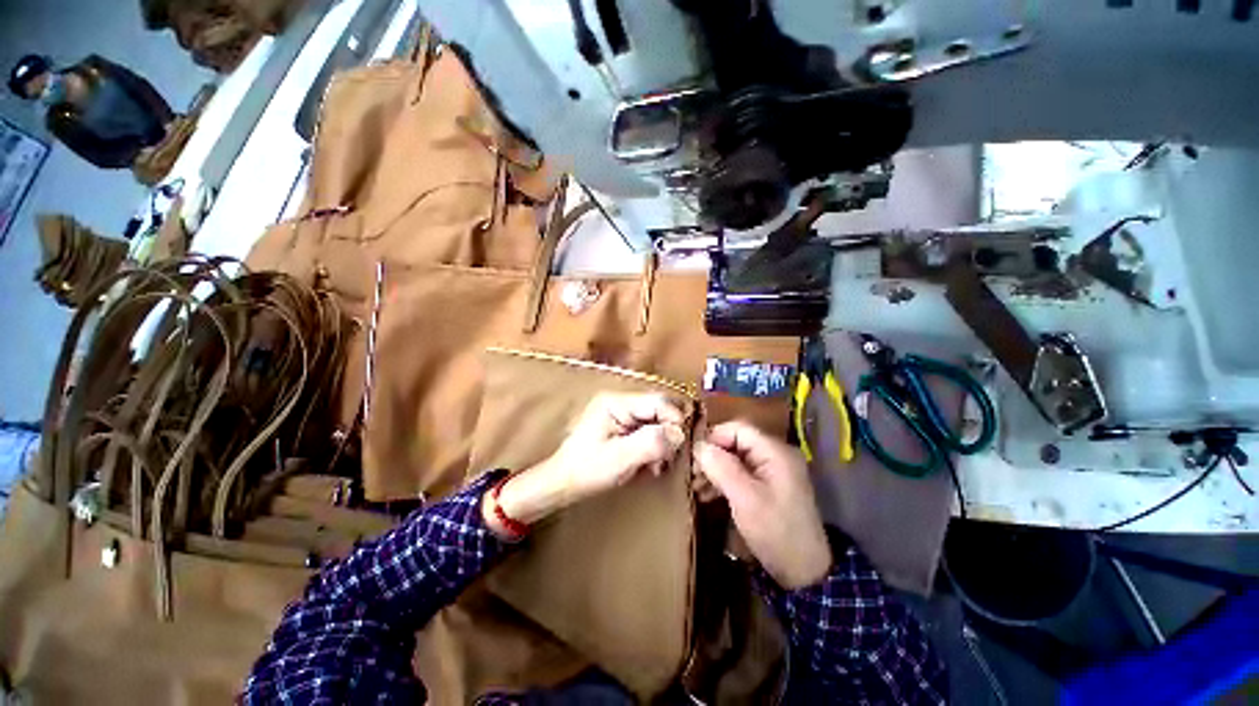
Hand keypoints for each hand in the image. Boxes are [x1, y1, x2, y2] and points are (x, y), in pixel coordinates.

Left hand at [484, 393, 686, 536]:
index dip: (675, 420)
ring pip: (658, 421)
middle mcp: (622, 402)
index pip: (658, 401)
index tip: (682, 445)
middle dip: (670, 432)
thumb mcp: (620, 458)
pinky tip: (653, 464)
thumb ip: (651, 443)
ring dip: (664, 442)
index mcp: (617, 402)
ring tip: (659, 465)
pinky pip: (650, 430)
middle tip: (671, 457)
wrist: (563, 483)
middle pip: (660, 409)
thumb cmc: (587, 470)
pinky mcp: (624, 427)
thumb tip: (679, 433)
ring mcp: (623, 414)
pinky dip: (656, 446)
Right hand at [693, 421, 831, 589]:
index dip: (714, 437)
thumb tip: (699, 446)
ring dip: (716, 469)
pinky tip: (708, 494)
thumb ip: (722, 468)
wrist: (804, 572)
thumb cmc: (775, 531)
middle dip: (713, 456)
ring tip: (696, 486)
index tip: (694, 455)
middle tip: (693, 474)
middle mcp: (776, 455)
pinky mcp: (769, 486)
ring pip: (737, 458)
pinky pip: (742, 473)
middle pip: (737, 442)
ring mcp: (773, 471)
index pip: (739, 429)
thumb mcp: (745, 499)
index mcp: (775, 452)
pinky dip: (725, 480)